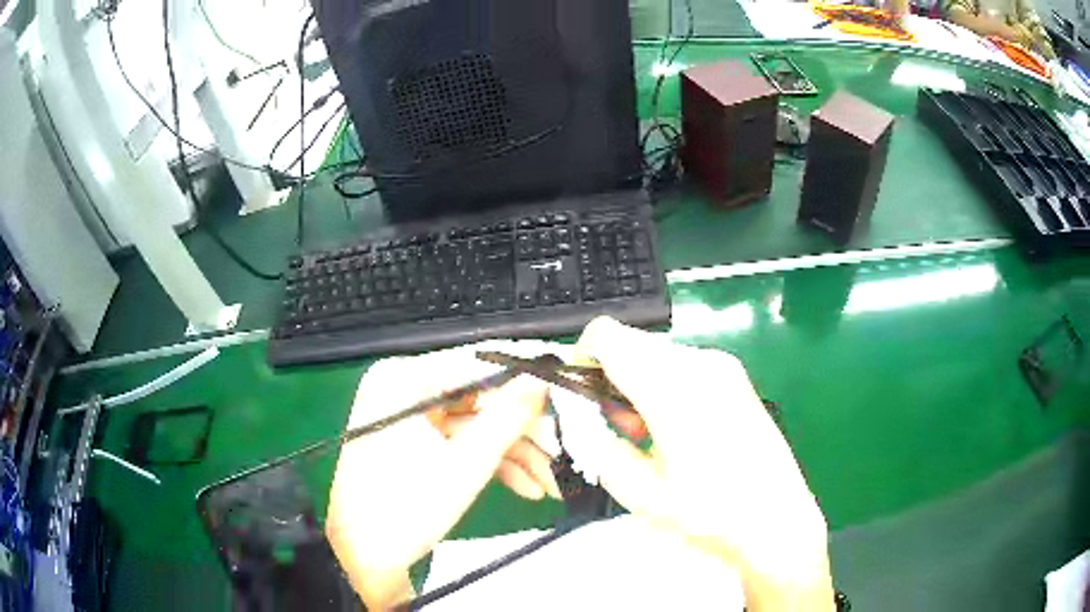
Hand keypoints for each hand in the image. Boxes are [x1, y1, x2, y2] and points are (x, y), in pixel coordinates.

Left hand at [325, 341, 558, 608]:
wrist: (365, 558)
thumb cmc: (406, 508)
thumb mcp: (466, 464)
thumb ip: (509, 416)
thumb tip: (543, 377)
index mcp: (402, 380)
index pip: (476, 361)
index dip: (526, 372)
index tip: (567, 378)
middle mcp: (403, 390)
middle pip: (480, 398)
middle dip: (525, 430)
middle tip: (565, 447)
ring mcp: (408, 418)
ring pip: (476, 424)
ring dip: (515, 453)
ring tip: (553, 480)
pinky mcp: (414, 444)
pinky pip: (460, 443)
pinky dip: (492, 463)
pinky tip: (527, 487)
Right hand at [554, 318, 833, 610]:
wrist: (776, 520)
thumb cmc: (709, 512)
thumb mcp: (638, 489)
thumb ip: (597, 443)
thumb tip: (580, 416)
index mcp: (672, 386)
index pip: (606, 335)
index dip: (582, 358)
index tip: (584, 397)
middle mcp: (700, 361)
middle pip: (632, 343)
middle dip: (611, 376)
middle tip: (618, 427)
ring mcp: (723, 365)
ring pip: (657, 353)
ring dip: (638, 381)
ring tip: (647, 432)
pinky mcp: (736, 376)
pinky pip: (683, 364)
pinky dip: (664, 384)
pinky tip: (676, 428)